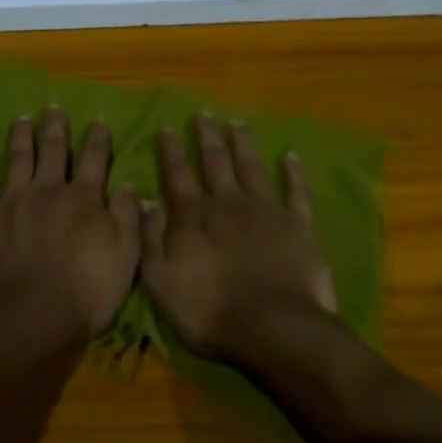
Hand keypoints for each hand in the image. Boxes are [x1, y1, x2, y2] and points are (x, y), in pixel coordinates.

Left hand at [0, 109, 142, 339]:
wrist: (26, 316)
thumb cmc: (84, 293)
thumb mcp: (125, 258)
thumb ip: (127, 217)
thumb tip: (130, 183)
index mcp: (83, 198)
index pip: (94, 159)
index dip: (98, 139)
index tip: (99, 121)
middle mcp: (48, 190)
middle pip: (53, 151)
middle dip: (55, 128)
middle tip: (53, 109)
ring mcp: (13, 201)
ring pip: (18, 159)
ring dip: (20, 137)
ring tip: (21, 119)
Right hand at [142, 114, 336, 359]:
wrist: (274, 328)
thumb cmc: (210, 312)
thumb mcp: (161, 281)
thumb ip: (150, 238)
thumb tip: (143, 200)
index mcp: (193, 216)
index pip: (177, 174)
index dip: (171, 150)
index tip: (168, 127)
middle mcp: (227, 202)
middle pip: (215, 161)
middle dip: (207, 136)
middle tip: (204, 114)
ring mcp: (265, 210)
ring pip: (251, 167)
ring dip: (243, 144)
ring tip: (237, 123)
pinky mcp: (298, 224)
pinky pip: (296, 191)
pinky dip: (294, 173)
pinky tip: (291, 156)